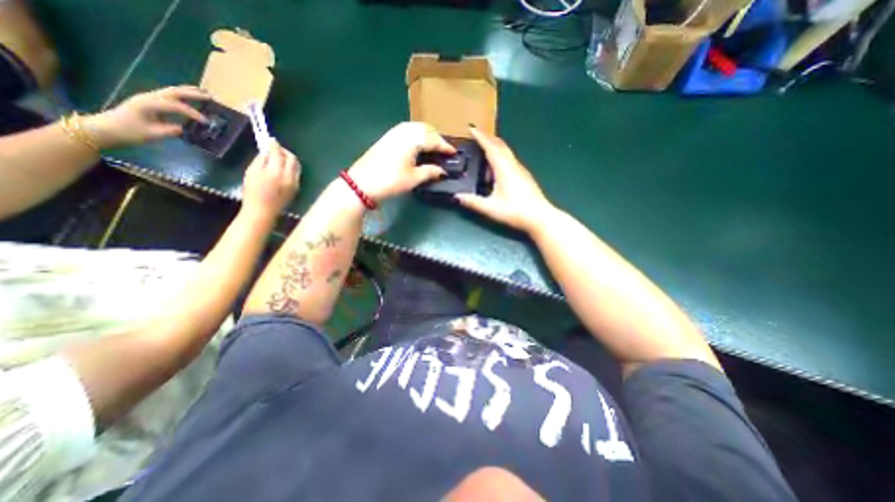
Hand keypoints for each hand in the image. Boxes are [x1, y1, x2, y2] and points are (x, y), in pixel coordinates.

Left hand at [83, 85, 208, 146]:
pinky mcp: (151, 102)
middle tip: (211, 97)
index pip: (176, 106)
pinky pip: (170, 96)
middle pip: (174, 92)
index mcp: (149, 105)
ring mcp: (149, 98)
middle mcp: (149, 98)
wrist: (107, 129)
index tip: (206, 122)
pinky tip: (192, 99)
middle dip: (193, 94)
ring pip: (172, 92)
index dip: (193, 113)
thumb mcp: (152, 134)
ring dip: (189, 92)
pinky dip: (183, 96)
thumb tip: (186, 128)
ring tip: (205, 94)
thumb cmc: (129, 132)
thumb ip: (170, 130)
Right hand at [241, 142, 300, 219]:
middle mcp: (289, 176)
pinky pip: (296, 173)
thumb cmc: (253, 192)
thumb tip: (267, 152)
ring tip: (279, 157)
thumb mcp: (251, 173)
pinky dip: (291, 167)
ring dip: (289, 159)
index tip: (269, 139)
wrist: (263, 211)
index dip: (274, 145)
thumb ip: (261, 160)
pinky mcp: (297, 188)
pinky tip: (282, 168)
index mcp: (276, 172)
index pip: (278, 153)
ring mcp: (295, 183)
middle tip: (275, 148)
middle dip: (284, 151)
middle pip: (292, 158)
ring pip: (296, 166)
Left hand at [343, 122, 454, 202]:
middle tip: (444, 149)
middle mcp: (404, 131)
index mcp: (412, 139)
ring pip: (415, 127)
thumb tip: (442, 171)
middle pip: (425, 129)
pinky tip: (418, 145)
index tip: (454, 153)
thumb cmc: (390, 181)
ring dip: (426, 134)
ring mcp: (393, 132)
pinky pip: (407, 130)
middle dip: (437, 137)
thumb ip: (430, 172)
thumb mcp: (413, 179)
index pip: (434, 139)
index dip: (445, 147)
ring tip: (433, 146)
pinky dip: (416, 135)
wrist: (361, 183)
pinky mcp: (387, 137)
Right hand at [457, 128, 556, 232]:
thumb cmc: (516, 211)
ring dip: (494, 151)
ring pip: (506, 153)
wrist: (540, 218)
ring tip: (482, 158)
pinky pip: (510, 162)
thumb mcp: (491, 208)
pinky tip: (495, 173)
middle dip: (487, 139)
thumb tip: (456, 197)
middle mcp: (513, 165)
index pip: (491, 147)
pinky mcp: (524, 177)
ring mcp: (521, 170)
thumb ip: (473, 202)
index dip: (480, 136)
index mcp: (504, 168)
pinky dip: (500, 160)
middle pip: (500, 146)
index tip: (471, 128)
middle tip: (475, 138)